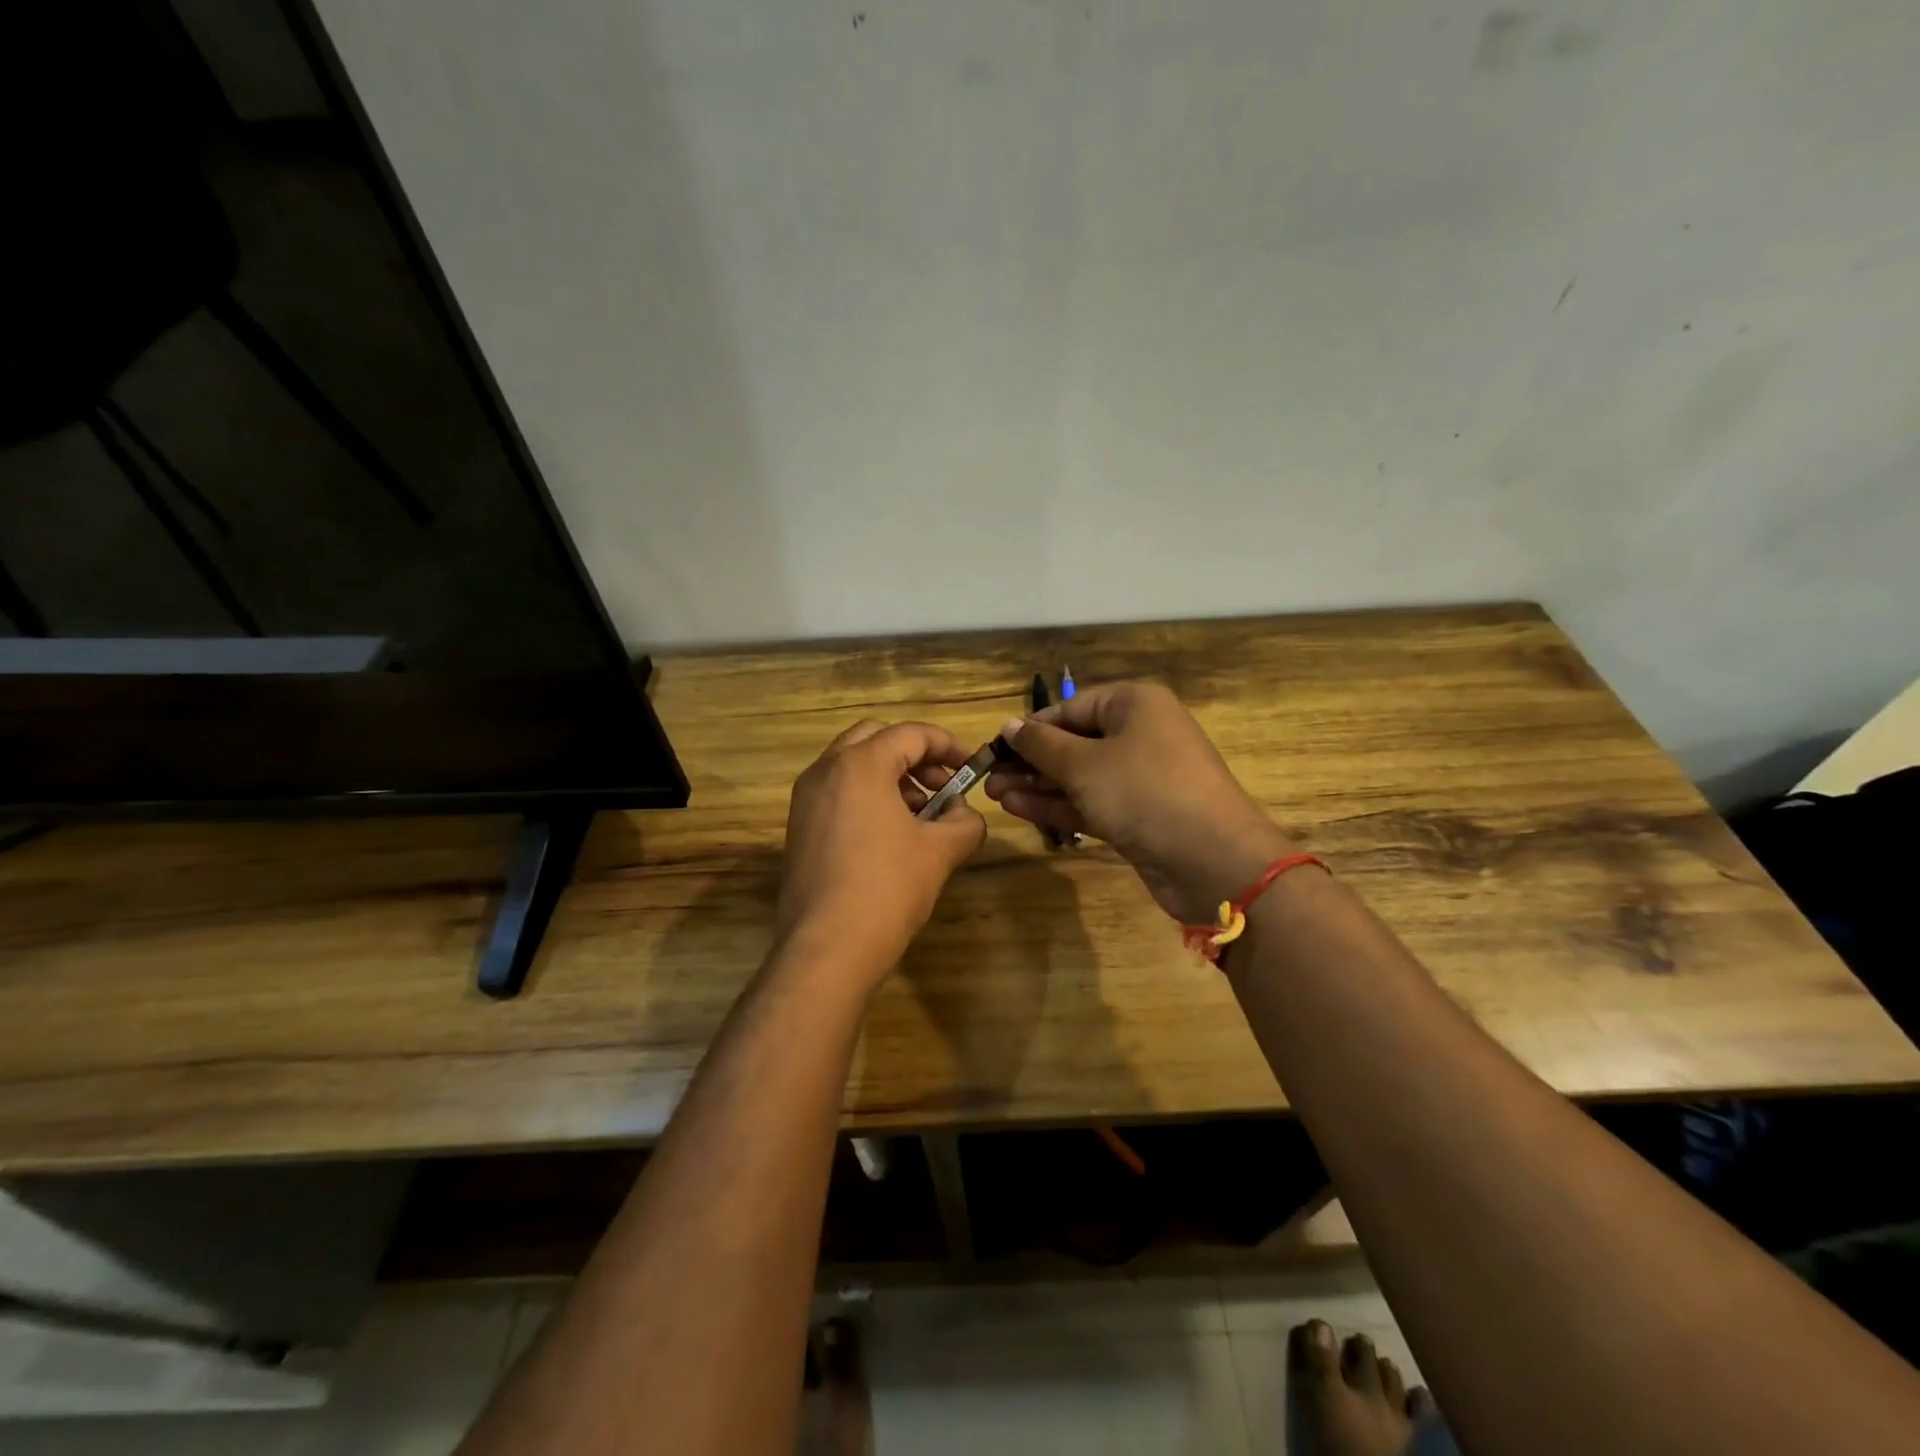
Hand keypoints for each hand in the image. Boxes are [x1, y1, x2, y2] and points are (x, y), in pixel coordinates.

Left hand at [775, 719, 986, 987]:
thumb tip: (966, 814)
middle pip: (876, 739)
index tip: (971, 767)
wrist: (826, 949)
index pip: (911, 734)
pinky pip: (838, 794)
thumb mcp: (940, 852)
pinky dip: (868, 798)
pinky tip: (892, 836)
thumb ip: (965, 822)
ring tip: (923, 815)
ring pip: (853, 766)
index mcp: (860, 764)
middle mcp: (825, 771)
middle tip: (943, 785)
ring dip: (891, 778)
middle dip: (915, 756)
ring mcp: (806, 800)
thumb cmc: (887, 888)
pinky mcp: (799, 828)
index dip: (948, 745)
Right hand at [984, 681, 1295, 923]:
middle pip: (1074, 742)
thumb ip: (1041, 745)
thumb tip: (1009, 725)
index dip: (1030, 728)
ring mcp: (1141, 777)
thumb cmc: (1144, 791)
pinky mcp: (1139, 814)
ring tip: (994, 795)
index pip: (1070, 708)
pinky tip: (1020, 809)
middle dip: (1030, 761)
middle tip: (988, 777)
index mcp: (1134, 704)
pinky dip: (1059, 805)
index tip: (994, 748)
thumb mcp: (1084, 764)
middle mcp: (1140, 734)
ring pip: (1079, 776)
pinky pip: (1092, 802)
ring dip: (1038, 785)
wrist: (1212, 859)